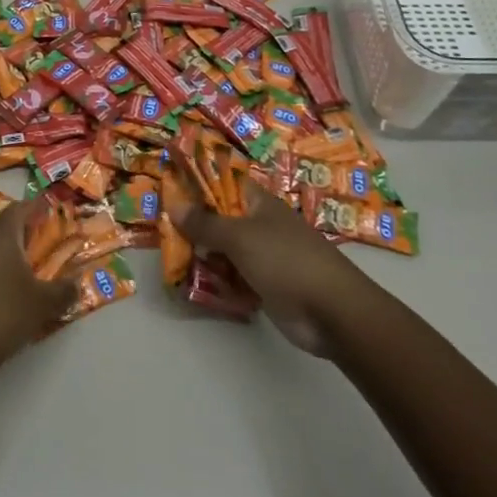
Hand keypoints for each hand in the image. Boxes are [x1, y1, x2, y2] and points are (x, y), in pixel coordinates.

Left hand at [0, 199, 75, 375]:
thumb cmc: (3, 314)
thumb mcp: (43, 303)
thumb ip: (64, 290)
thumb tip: (77, 283)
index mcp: (1, 235)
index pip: (20, 208)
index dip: (38, 209)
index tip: (53, 215)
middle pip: (6, 226)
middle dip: (27, 234)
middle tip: (48, 247)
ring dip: (12, 254)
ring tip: (32, 273)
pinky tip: (8, 293)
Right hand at [169, 183, 369, 355]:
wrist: (333, 312)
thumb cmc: (286, 260)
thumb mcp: (239, 237)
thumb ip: (205, 223)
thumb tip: (174, 204)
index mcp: (258, 203)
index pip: (223, 183)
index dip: (198, 184)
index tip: (169, 190)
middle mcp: (259, 226)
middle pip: (219, 219)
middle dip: (194, 227)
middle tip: (164, 233)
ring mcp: (263, 257)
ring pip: (224, 251)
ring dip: (203, 258)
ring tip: (174, 263)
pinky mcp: (265, 286)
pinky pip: (234, 279)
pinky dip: (218, 283)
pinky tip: (197, 288)